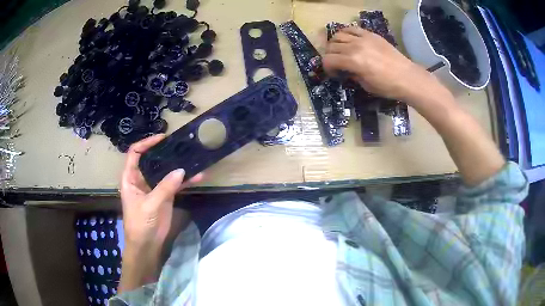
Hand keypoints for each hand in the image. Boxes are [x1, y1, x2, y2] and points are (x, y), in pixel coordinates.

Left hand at [119, 135, 202, 292]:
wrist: (147, 246)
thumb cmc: (140, 224)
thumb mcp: (150, 205)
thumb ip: (165, 187)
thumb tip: (182, 170)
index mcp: (131, 178)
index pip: (135, 154)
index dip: (146, 144)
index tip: (162, 139)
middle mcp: (142, 179)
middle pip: (152, 160)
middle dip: (165, 152)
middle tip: (180, 145)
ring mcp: (154, 188)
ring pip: (166, 171)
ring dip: (178, 166)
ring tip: (193, 158)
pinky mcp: (165, 197)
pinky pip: (175, 184)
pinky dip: (186, 181)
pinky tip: (198, 177)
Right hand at [322, 27, 429, 100]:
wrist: (407, 77)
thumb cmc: (387, 86)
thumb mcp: (365, 85)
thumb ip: (352, 74)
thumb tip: (345, 70)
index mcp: (353, 61)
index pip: (329, 60)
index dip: (327, 68)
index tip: (333, 73)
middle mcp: (355, 46)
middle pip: (331, 46)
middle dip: (330, 56)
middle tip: (336, 63)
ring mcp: (363, 38)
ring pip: (338, 35)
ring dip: (335, 43)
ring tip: (341, 50)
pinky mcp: (371, 34)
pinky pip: (352, 29)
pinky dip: (346, 33)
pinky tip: (348, 40)